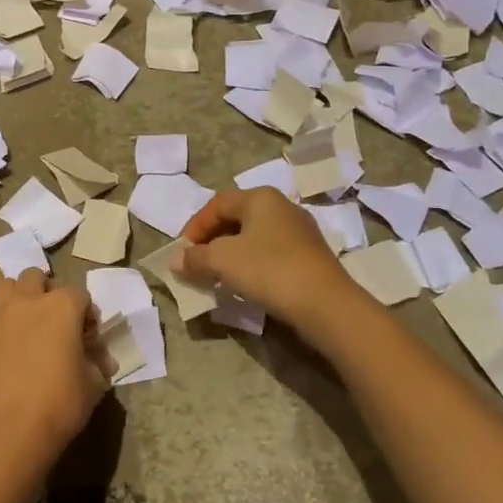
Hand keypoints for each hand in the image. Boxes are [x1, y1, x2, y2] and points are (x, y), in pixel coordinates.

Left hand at [0, 270, 106, 478]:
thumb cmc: (59, 406)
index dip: (85, 313)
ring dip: (13, 297)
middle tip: (48, 321)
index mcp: (63, 307)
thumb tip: (102, 360)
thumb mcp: (93, 386)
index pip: (80, 294)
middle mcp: (28, 300)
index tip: (86, 336)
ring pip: (3, 284)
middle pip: (35, 277)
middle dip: (44, 292)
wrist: (8, 430)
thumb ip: (97, 364)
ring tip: (17, 322)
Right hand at [177, 186, 360, 328]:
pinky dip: (251, 264)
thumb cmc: (269, 270)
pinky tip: (245, 284)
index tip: (183, 251)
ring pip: (254, 236)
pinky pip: (270, 252)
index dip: (195, 226)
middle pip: (236, 217)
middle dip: (212, 240)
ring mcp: (300, 231)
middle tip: (197, 262)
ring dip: (231, 253)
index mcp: (260, 197)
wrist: (326, 304)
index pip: (217, 203)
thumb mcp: (222, 261)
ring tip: (217, 275)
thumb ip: (195, 257)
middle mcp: (282, 207)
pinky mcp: (310, 256)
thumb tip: (176, 260)